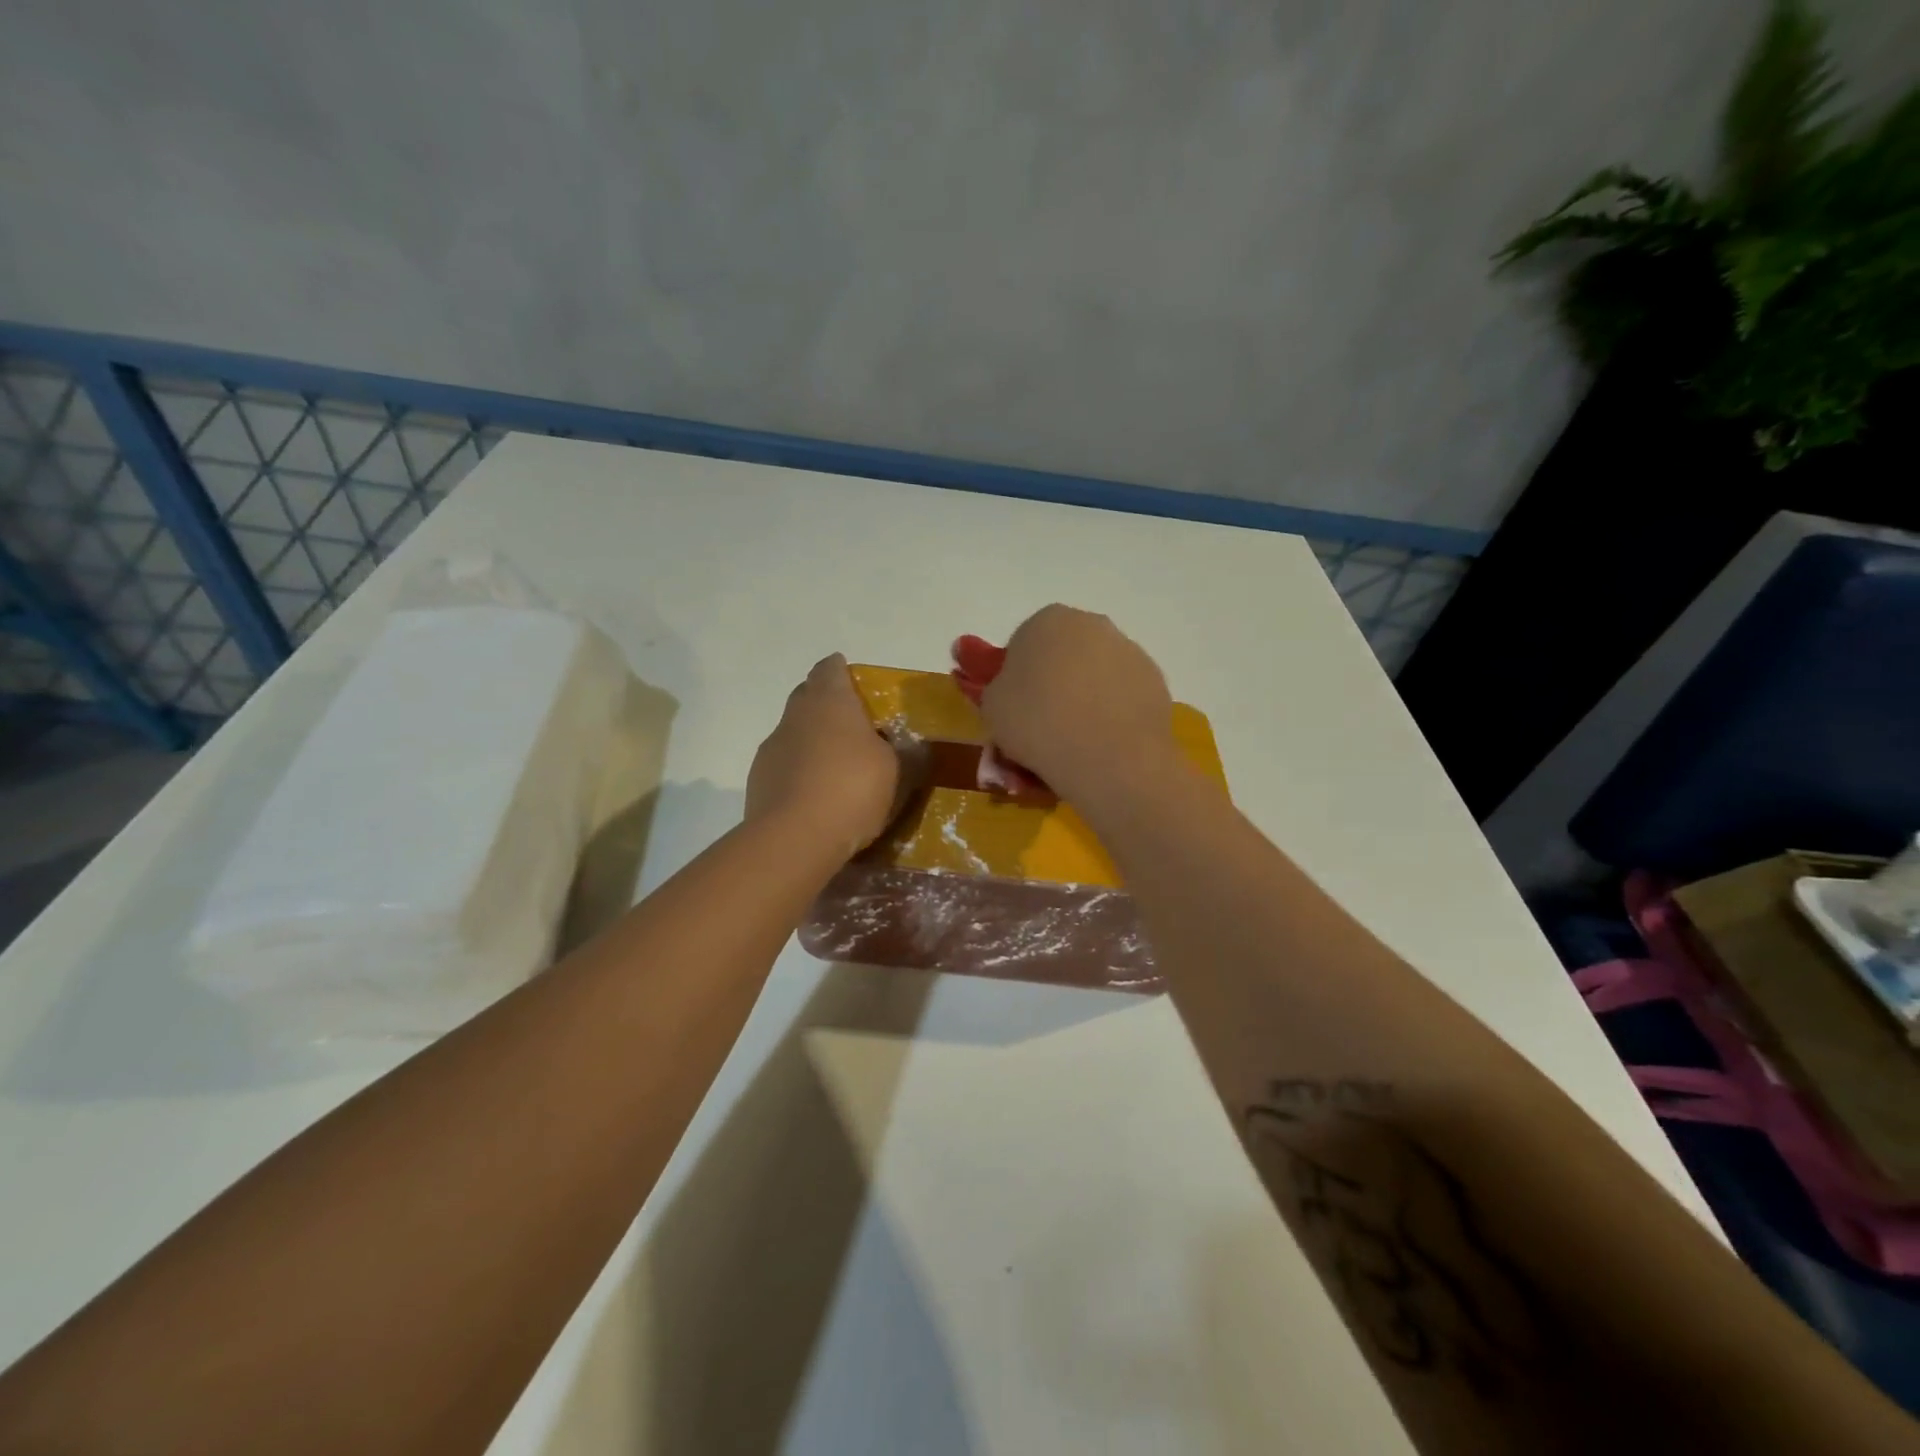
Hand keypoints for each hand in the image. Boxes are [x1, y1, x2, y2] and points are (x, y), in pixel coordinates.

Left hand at [747, 654, 901, 857]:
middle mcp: (796, 715)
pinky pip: (784, 765)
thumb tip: (918, 748)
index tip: (857, 683)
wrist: (794, 839)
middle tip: (854, 726)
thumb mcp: (898, 772)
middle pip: (808, 696)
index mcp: (831, 701)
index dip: (842, 672)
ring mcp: (772, 747)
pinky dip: (799, 771)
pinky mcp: (758, 780)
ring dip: (812, 741)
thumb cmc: (852, 790)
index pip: (831, 669)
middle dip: (828, 705)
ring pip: (794, 732)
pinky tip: (816, 795)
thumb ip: (910, 755)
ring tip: (836, 767)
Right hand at [979, 605, 1175, 799]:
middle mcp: (1092, 625)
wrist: (1108, 757)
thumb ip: (989, 684)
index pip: (1022, 644)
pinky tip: (1101, 745)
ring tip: (1072, 744)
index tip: (1012, 711)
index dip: (1014, 680)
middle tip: (1040, 728)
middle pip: (1062, 656)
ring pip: (1094, 676)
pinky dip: (1110, 715)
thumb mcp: (992, 706)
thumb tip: (991, 673)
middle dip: (1051, 685)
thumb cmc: (1037, 722)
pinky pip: (1120, 697)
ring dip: (1082, 700)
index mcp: (1047, 620)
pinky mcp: (1154, 682)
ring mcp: (1128, 651)